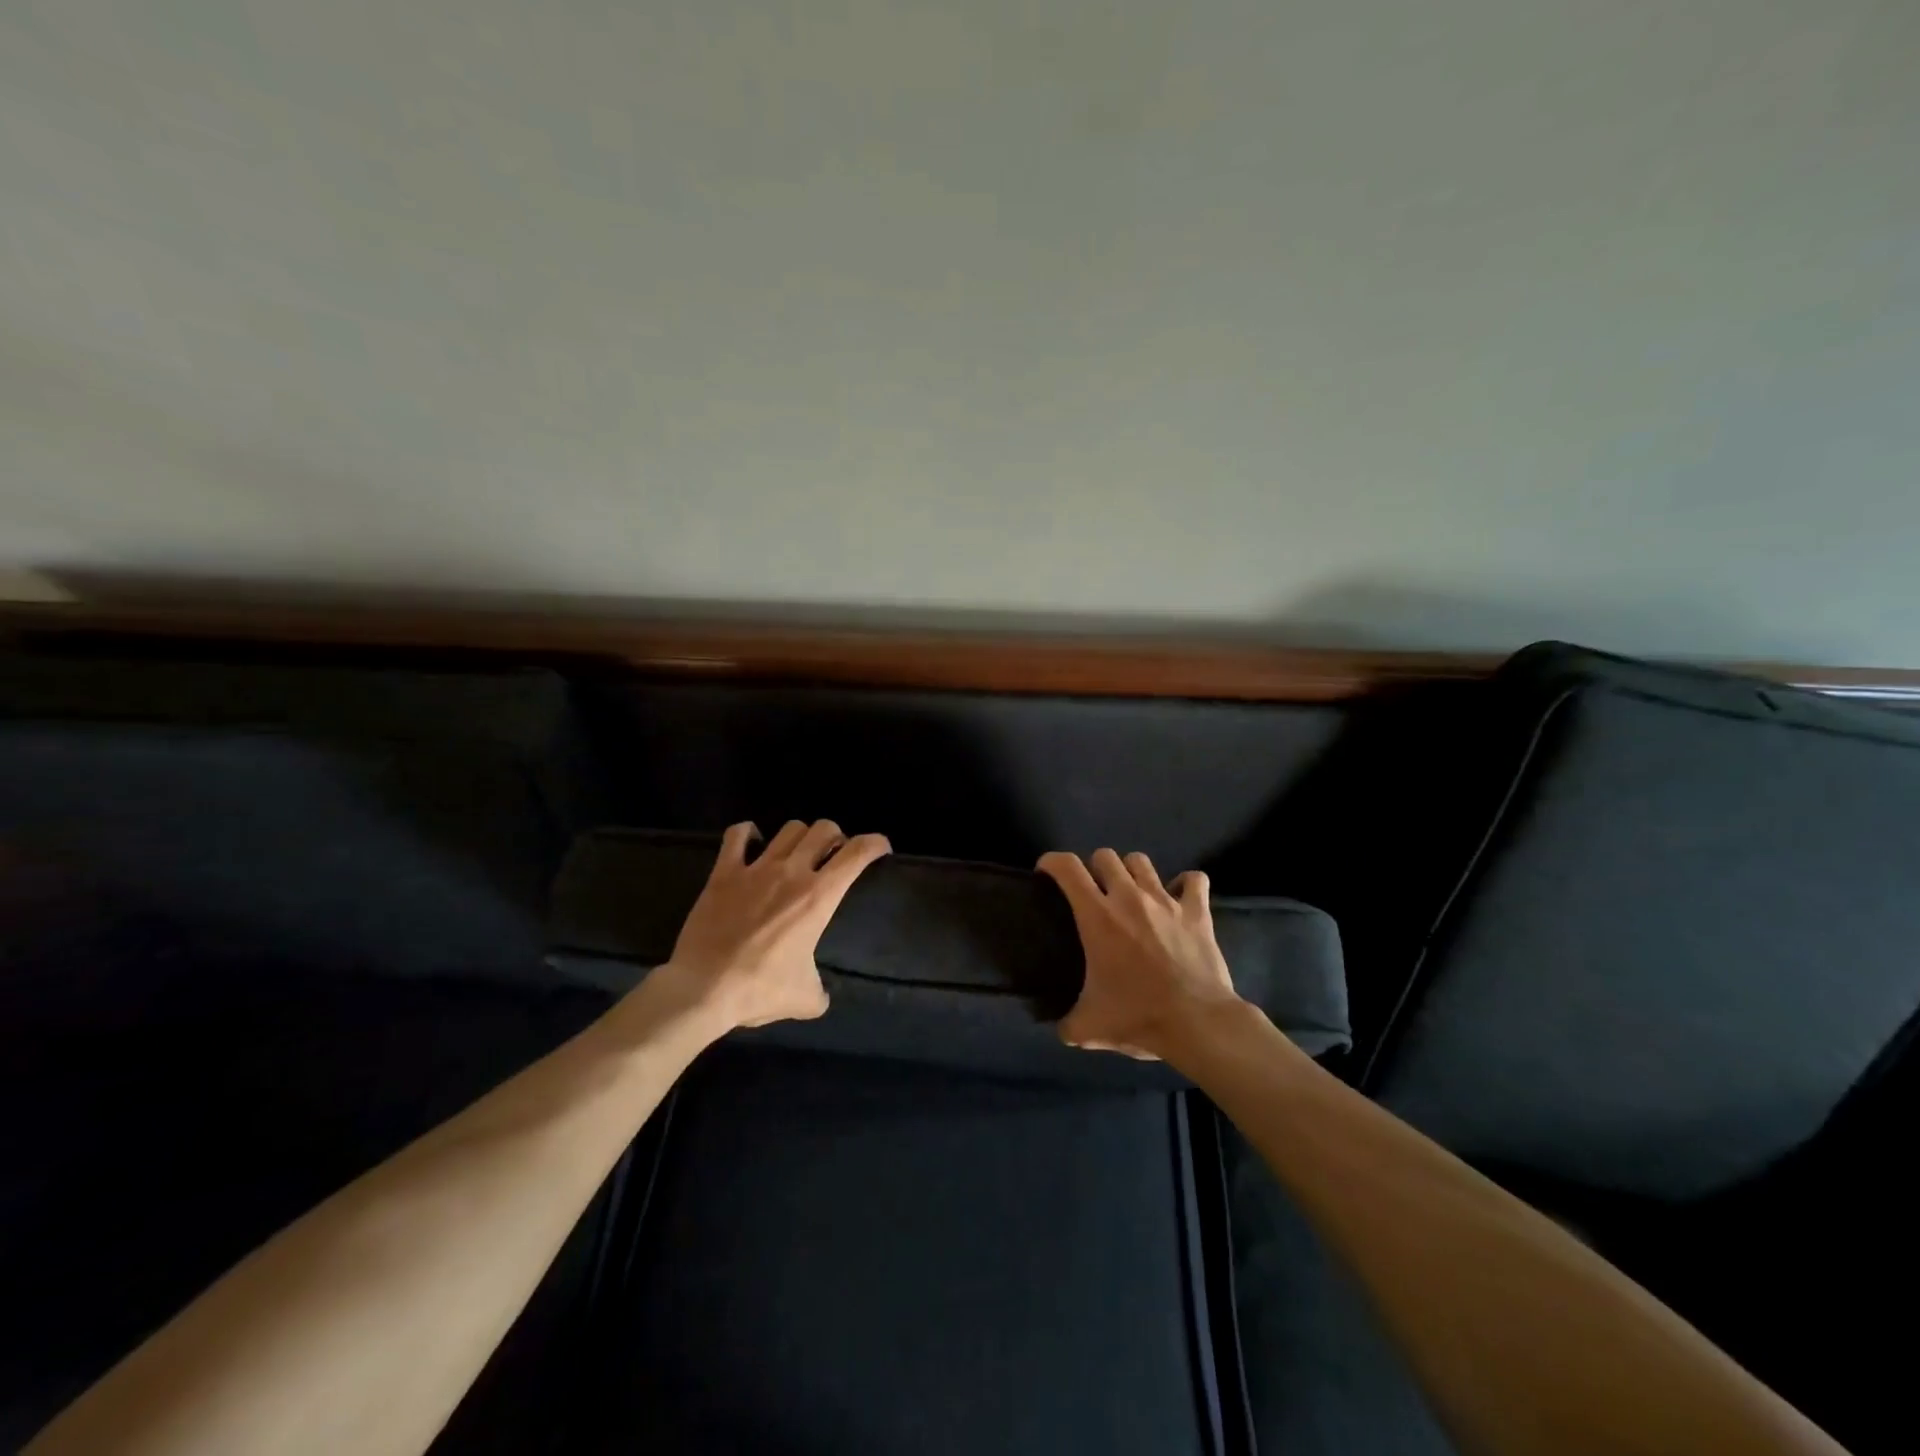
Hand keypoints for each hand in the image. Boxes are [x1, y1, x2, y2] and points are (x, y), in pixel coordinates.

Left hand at [652, 819, 890, 1032]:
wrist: (702, 989)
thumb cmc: (759, 990)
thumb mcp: (805, 999)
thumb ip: (820, 991)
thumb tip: (820, 995)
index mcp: (819, 897)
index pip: (857, 853)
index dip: (875, 843)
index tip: (881, 848)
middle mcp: (792, 872)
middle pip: (824, 829)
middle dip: (835, 837)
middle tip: (833, 855)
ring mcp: (756, 868)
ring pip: (789, 829)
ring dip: (801, 836)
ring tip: (797, 852)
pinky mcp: (724, 873)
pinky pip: (737, 835)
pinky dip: (747, 833)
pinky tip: (752, 843)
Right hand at [1036, 848, 1242, 1060]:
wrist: (1197, 1023)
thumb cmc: (1138, 1017)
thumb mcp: (1090, 1028)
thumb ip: (1068, 1024)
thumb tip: (1062, 1029)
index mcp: (1097, 916)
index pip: (1067, 867)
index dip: (1052, 862)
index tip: (1046, 872)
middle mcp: (1129, 897)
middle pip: (1105, 856)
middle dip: (1095, 868)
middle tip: (1094, 892)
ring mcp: (1166, 901)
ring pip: (1141, 861)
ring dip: (1132, 871)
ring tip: (1132, 892)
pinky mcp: (1197, 912)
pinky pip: (1194, 880)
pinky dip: (1185, 884)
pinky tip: (1179, 897)